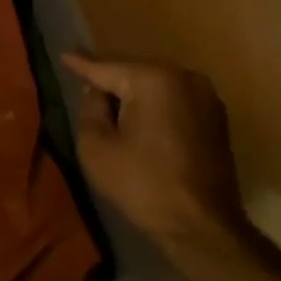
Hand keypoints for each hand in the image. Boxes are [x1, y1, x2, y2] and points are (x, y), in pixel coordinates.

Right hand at [62, 53, 243, 251]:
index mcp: (153, 79)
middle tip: (83, 79)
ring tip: (107, 98)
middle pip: (133, 71)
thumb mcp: (96, 146)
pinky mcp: (216, 117)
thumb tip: (97, 91)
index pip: (106, 67)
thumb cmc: (142, 184)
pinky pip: (174, 99)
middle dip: (109, 77)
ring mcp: (205, 96)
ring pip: (155, 84)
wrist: (201, 226)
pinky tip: (138, 116)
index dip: (81, 63)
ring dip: (133, 92)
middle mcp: (184, 77)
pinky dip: (154, 104)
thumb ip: (90, 108)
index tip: (64, 54)